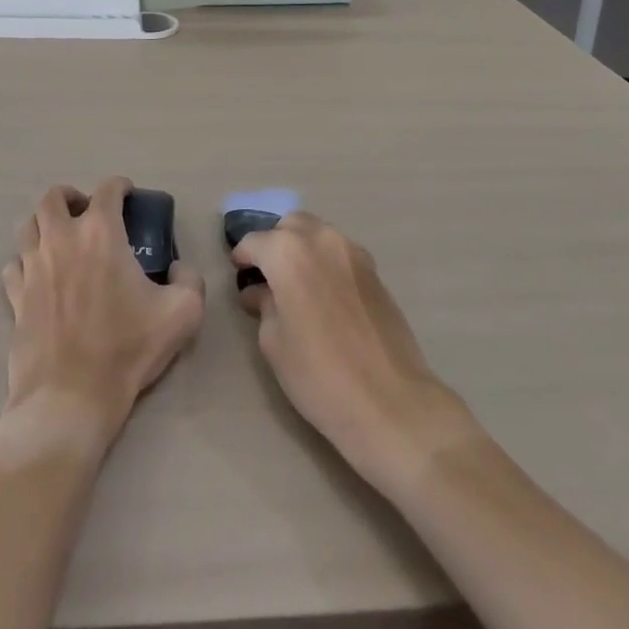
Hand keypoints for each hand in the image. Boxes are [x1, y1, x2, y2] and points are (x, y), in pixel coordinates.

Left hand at [0, 178, 204, 462]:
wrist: (69, 399)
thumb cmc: (126, 349)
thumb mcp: (182, 313)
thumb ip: (190, 280)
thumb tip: (179, 268)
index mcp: (100, 233)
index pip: (107, 189)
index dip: (121, 186)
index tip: (128, 196)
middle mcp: (61, 239)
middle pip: (54, 197)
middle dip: (72, 197)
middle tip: (88, 213)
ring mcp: (32, 267)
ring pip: (28, 226)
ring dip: (45, 224)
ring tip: (61, 239)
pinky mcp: (15, 297)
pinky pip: (13, 265)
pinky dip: (25, 261)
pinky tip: (39, 275)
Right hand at [232, 213, 475, 493]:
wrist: (390, 402)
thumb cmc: (319, 375)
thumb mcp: (274, 343)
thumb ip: (263, 305)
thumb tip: (259, 292)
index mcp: (288, 252)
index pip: (254, 241)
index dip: (242, 257)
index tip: (238, 275)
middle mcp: (320, 239)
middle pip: (290, 226)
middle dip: (274, 243)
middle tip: (267, 276)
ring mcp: (353, 252)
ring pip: (318, 233)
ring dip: (302, 248)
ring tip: (296, 284)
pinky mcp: (375, 270)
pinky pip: (340, 252)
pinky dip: (325, 261)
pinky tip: (324, 294)